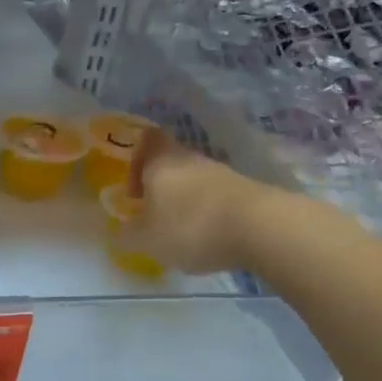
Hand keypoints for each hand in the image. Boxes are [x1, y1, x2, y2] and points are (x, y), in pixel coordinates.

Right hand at [127, 130, 269, 273]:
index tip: (134, 190)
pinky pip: (216, 197)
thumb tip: (120, 232)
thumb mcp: (147, 240)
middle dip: (160, 188)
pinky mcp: (245, 191)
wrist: (261, 227)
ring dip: (184, 201)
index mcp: (160, 162)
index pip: (147, 141)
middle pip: (170, 162)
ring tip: (181, 233)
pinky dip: (208, 213)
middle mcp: (190, 159)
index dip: (137, 160)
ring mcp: (221, 173)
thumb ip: (128, 235)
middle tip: (154, 216)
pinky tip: (209, 238)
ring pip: (194, 180)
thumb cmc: (190, 227)